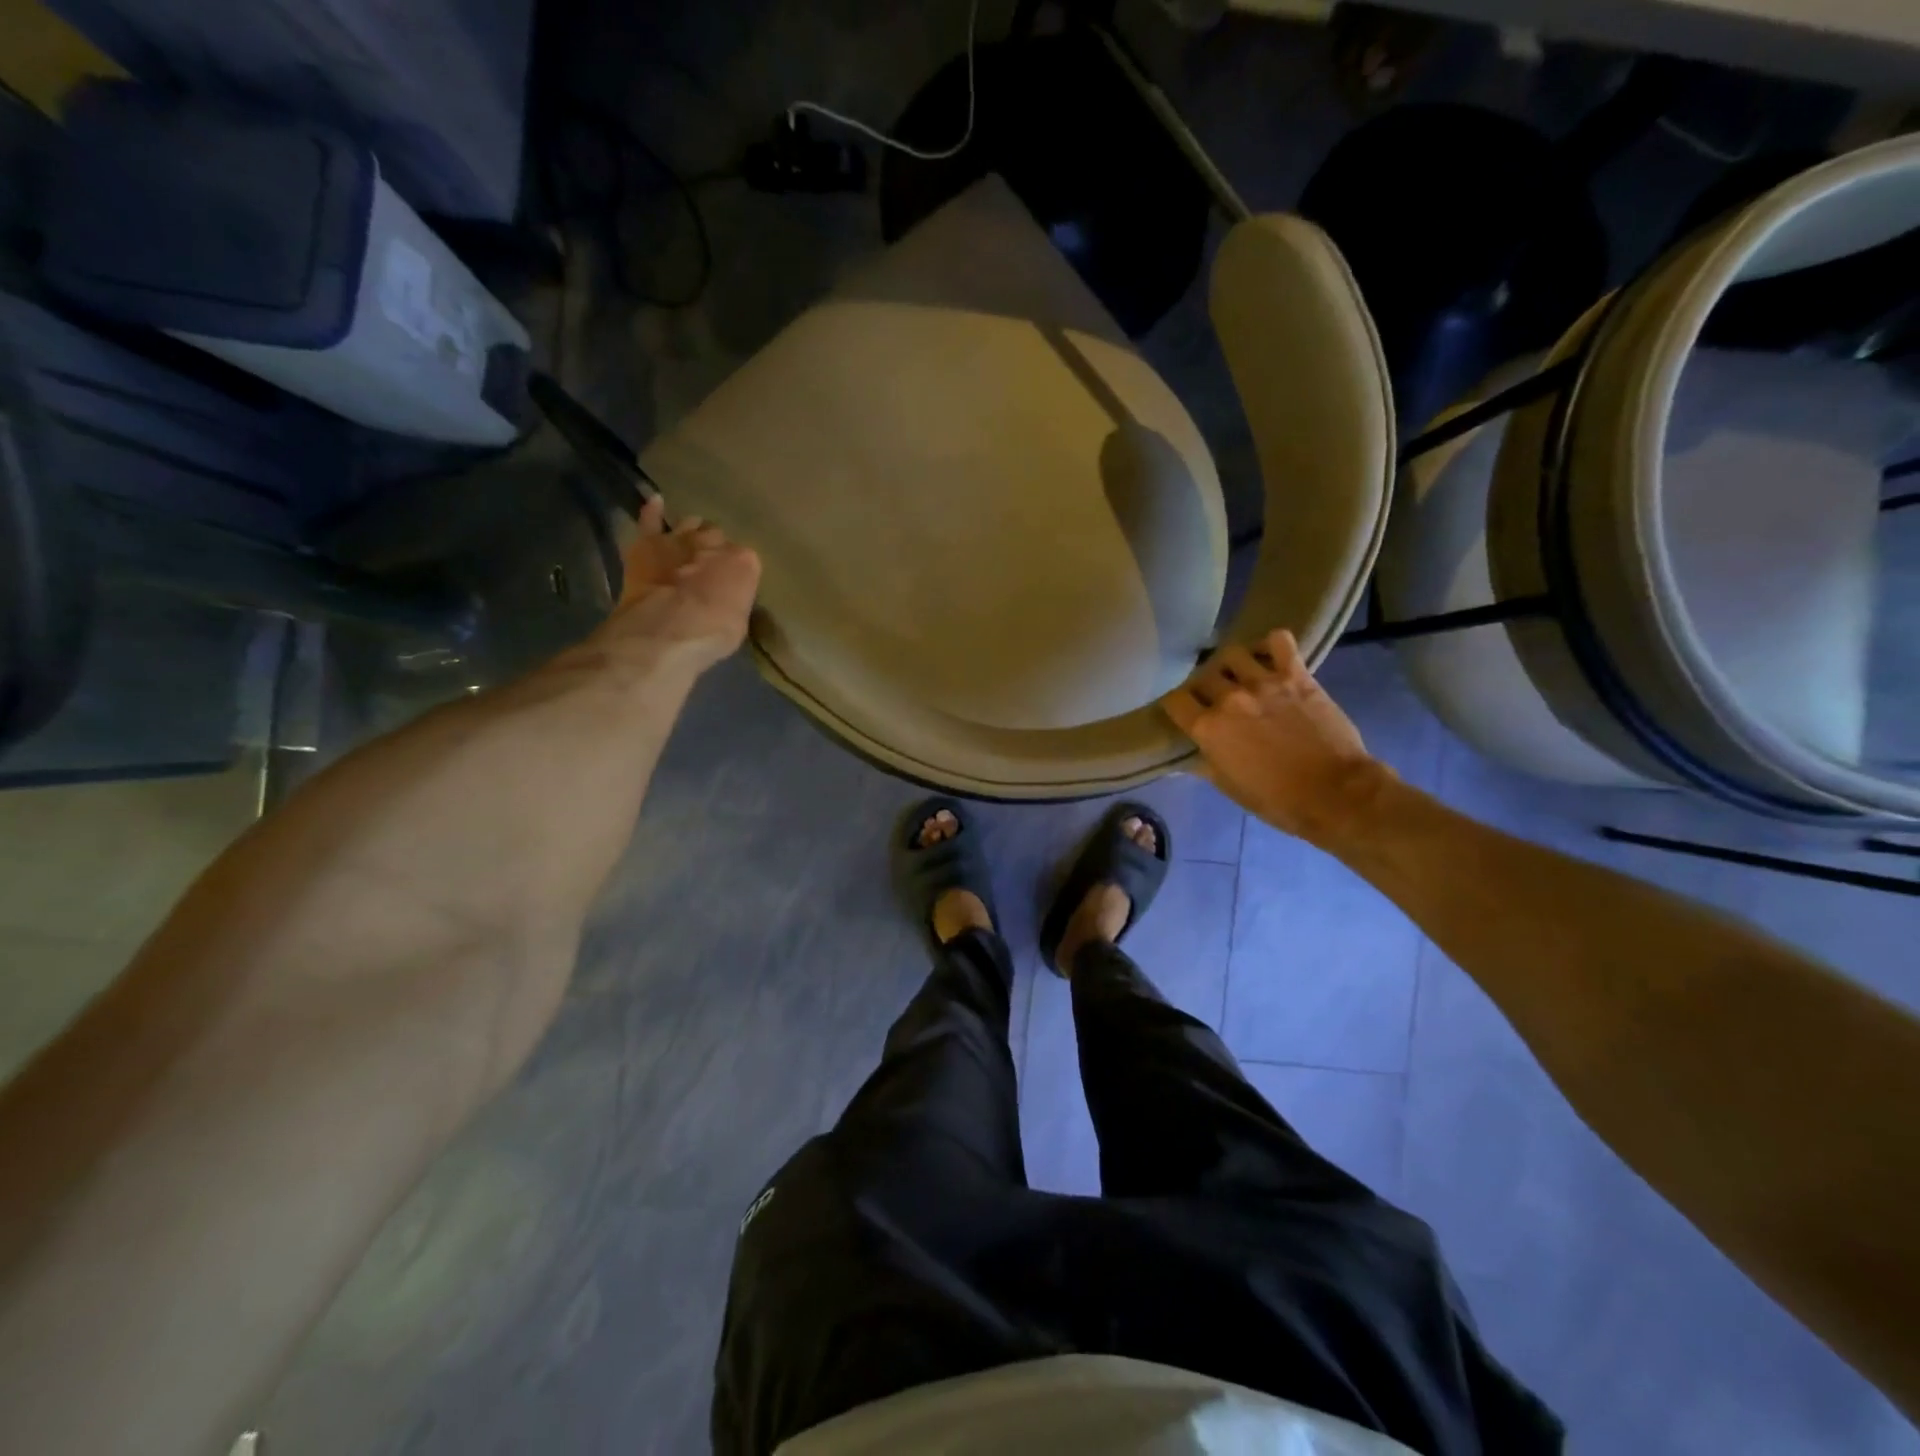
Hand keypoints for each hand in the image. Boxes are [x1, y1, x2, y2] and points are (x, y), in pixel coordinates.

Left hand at [599, 497, 761, 672]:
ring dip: (691, 532)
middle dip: (714, 549)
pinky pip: (651, 519)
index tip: (731, 584)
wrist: (669, 627)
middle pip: (717, 538)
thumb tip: (727, 599)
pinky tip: (655, 502)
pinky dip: (653, 511)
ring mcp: (680, 539)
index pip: (744, 560)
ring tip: (689, 543)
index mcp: (744, 562)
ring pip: (690, 524)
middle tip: (709, 567)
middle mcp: (714, 542)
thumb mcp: (738, 623)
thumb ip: (734, 601)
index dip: (736, 571)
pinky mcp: (649, 543)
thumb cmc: (712, 633)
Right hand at [1161, 628, 1388, 845]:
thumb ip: (1206, 764)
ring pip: (1233, 653)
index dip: (1177, 705)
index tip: (1185, 712)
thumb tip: (1189, 758)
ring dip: (1233, 664)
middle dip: (1205, 686)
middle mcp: (1229, 698)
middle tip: (1216, 697)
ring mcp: (1263, 682)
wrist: (1335, 793)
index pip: (1174, 700)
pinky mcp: (1296, 675)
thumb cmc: (1277, 800)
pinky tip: (1271, 656)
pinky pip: (1279, 641)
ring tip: (1241, 675)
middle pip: (1203, 675)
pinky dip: (1272, 644)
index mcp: (1208, 728)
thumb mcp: (1229, 788)